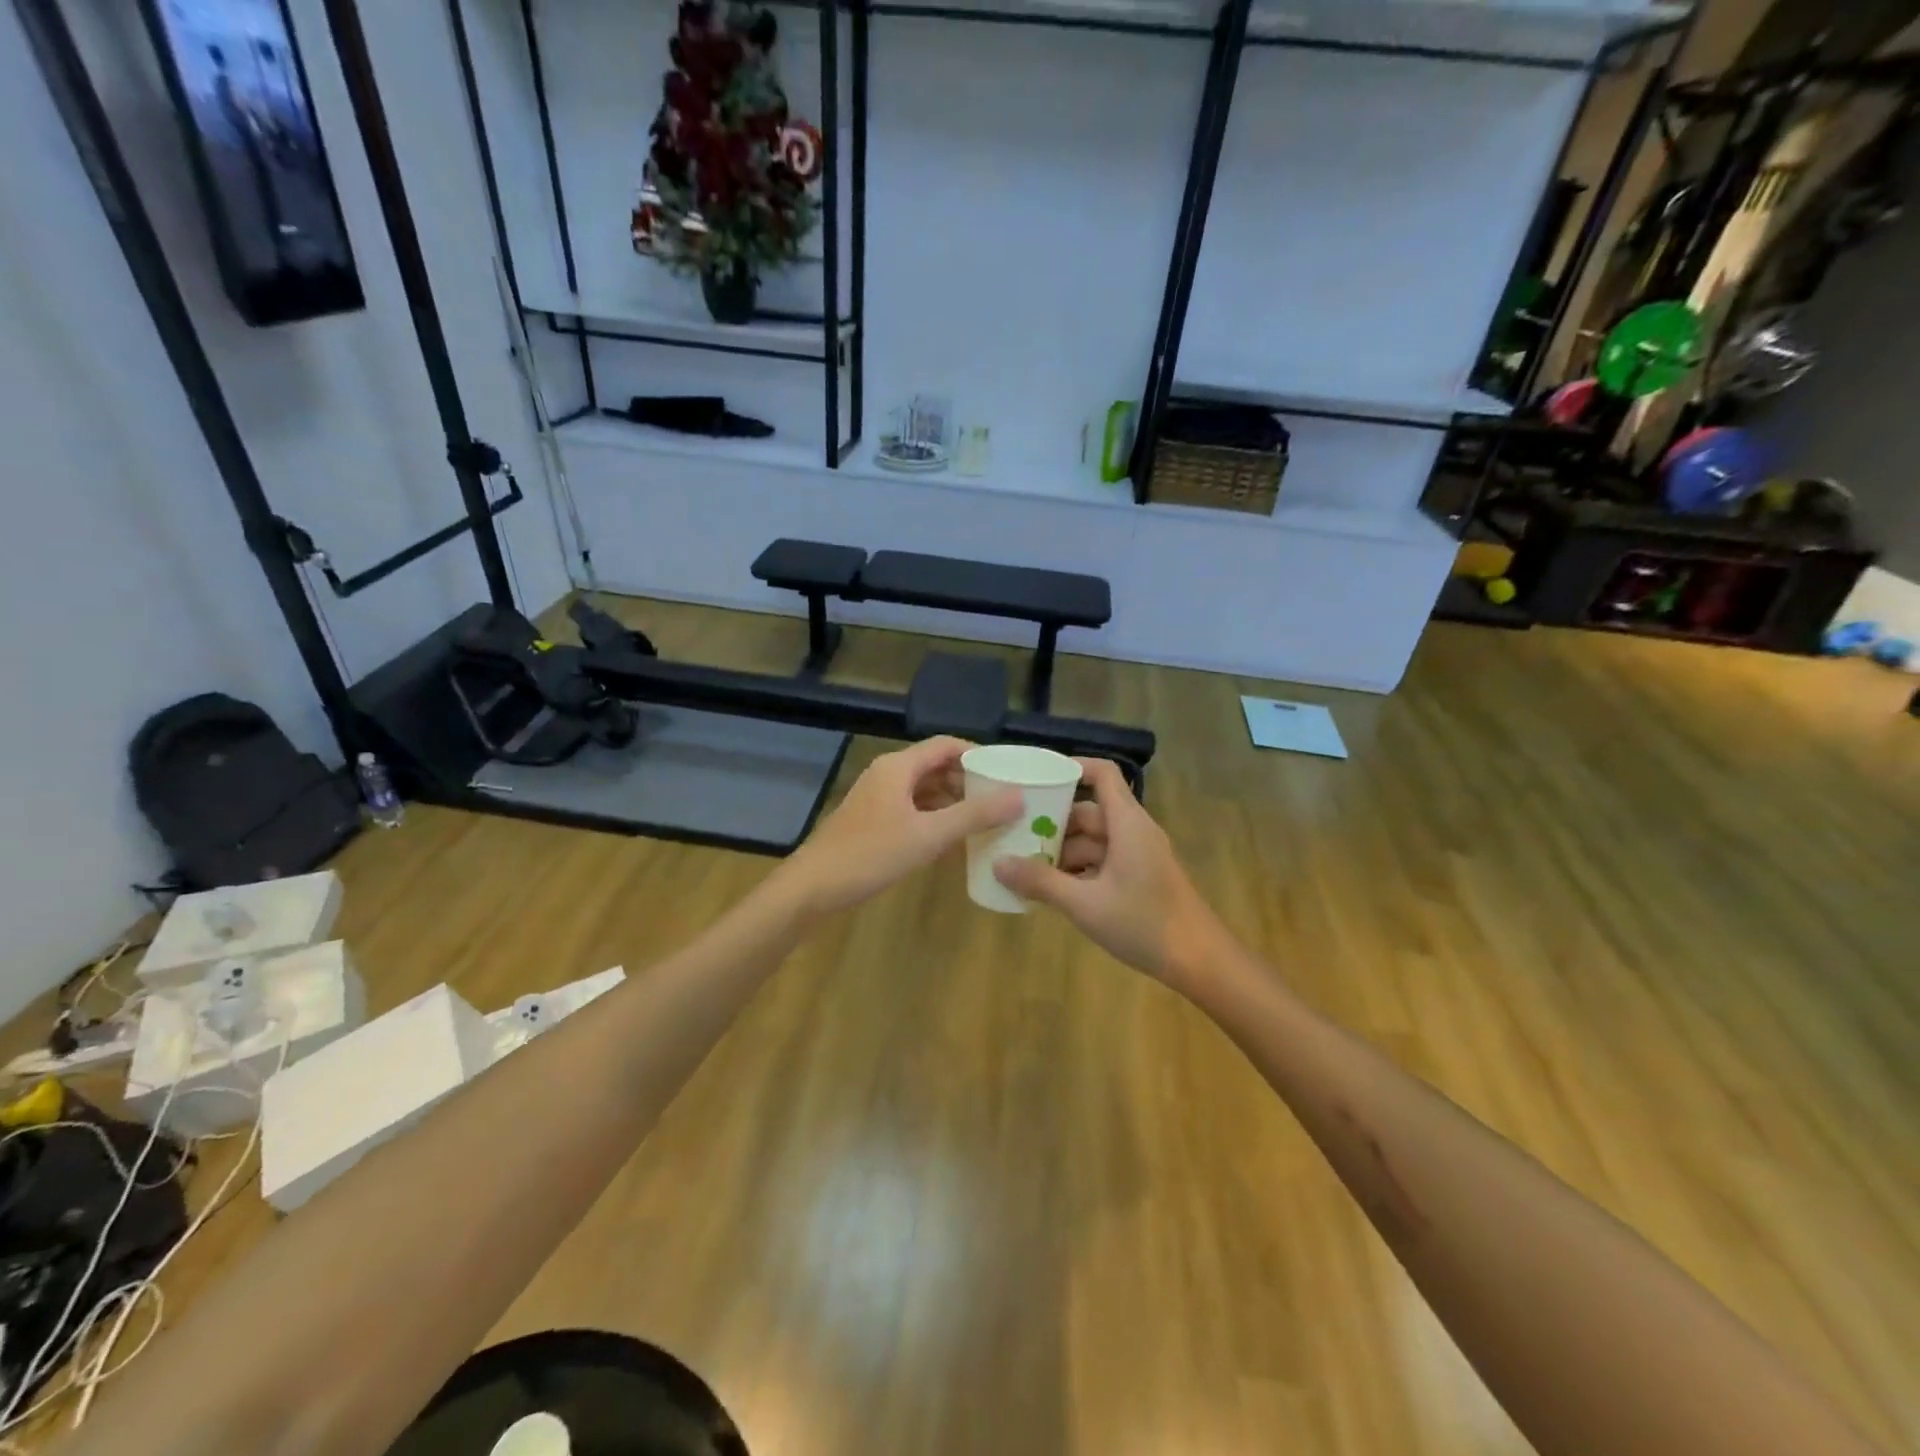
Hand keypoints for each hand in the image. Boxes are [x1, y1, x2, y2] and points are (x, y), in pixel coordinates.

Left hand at [777, 737, 1022, 917]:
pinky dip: (936, 822)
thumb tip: (1019, 797)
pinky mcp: (873, 824)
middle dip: (970, 782)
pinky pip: (913, 813)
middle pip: (937, 768)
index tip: (1008, 773)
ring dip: (954, 804)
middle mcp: (888, 776)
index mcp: (899, 767)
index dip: (978, 755)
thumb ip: (974, 815)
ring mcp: (878, 801)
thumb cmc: (870, 855)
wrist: (812, 888)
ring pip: (925, 793)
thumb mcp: (928, 835)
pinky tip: (955, 845)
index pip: (946, 746)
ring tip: (986, 823)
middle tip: (1003, 801)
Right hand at [993, 758, 1226, 985]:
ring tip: (1024, 868)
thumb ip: (1041, 882)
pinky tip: (1052, 891)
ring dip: (1062, 852)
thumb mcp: (1085, 904)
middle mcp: (1133, 831)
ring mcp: (1138, 855)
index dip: (1072, 768)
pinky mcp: (1139, 877)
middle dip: (1052, 824)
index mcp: (1127, 823)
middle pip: (1088, 812)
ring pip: (1093, 840)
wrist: (1200, 962)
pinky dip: (1078, 870)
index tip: (1035, 778)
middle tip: (1013, 837)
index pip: (1102, 774)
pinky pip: (1102, 861)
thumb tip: (997, 864)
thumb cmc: (1144, 924)